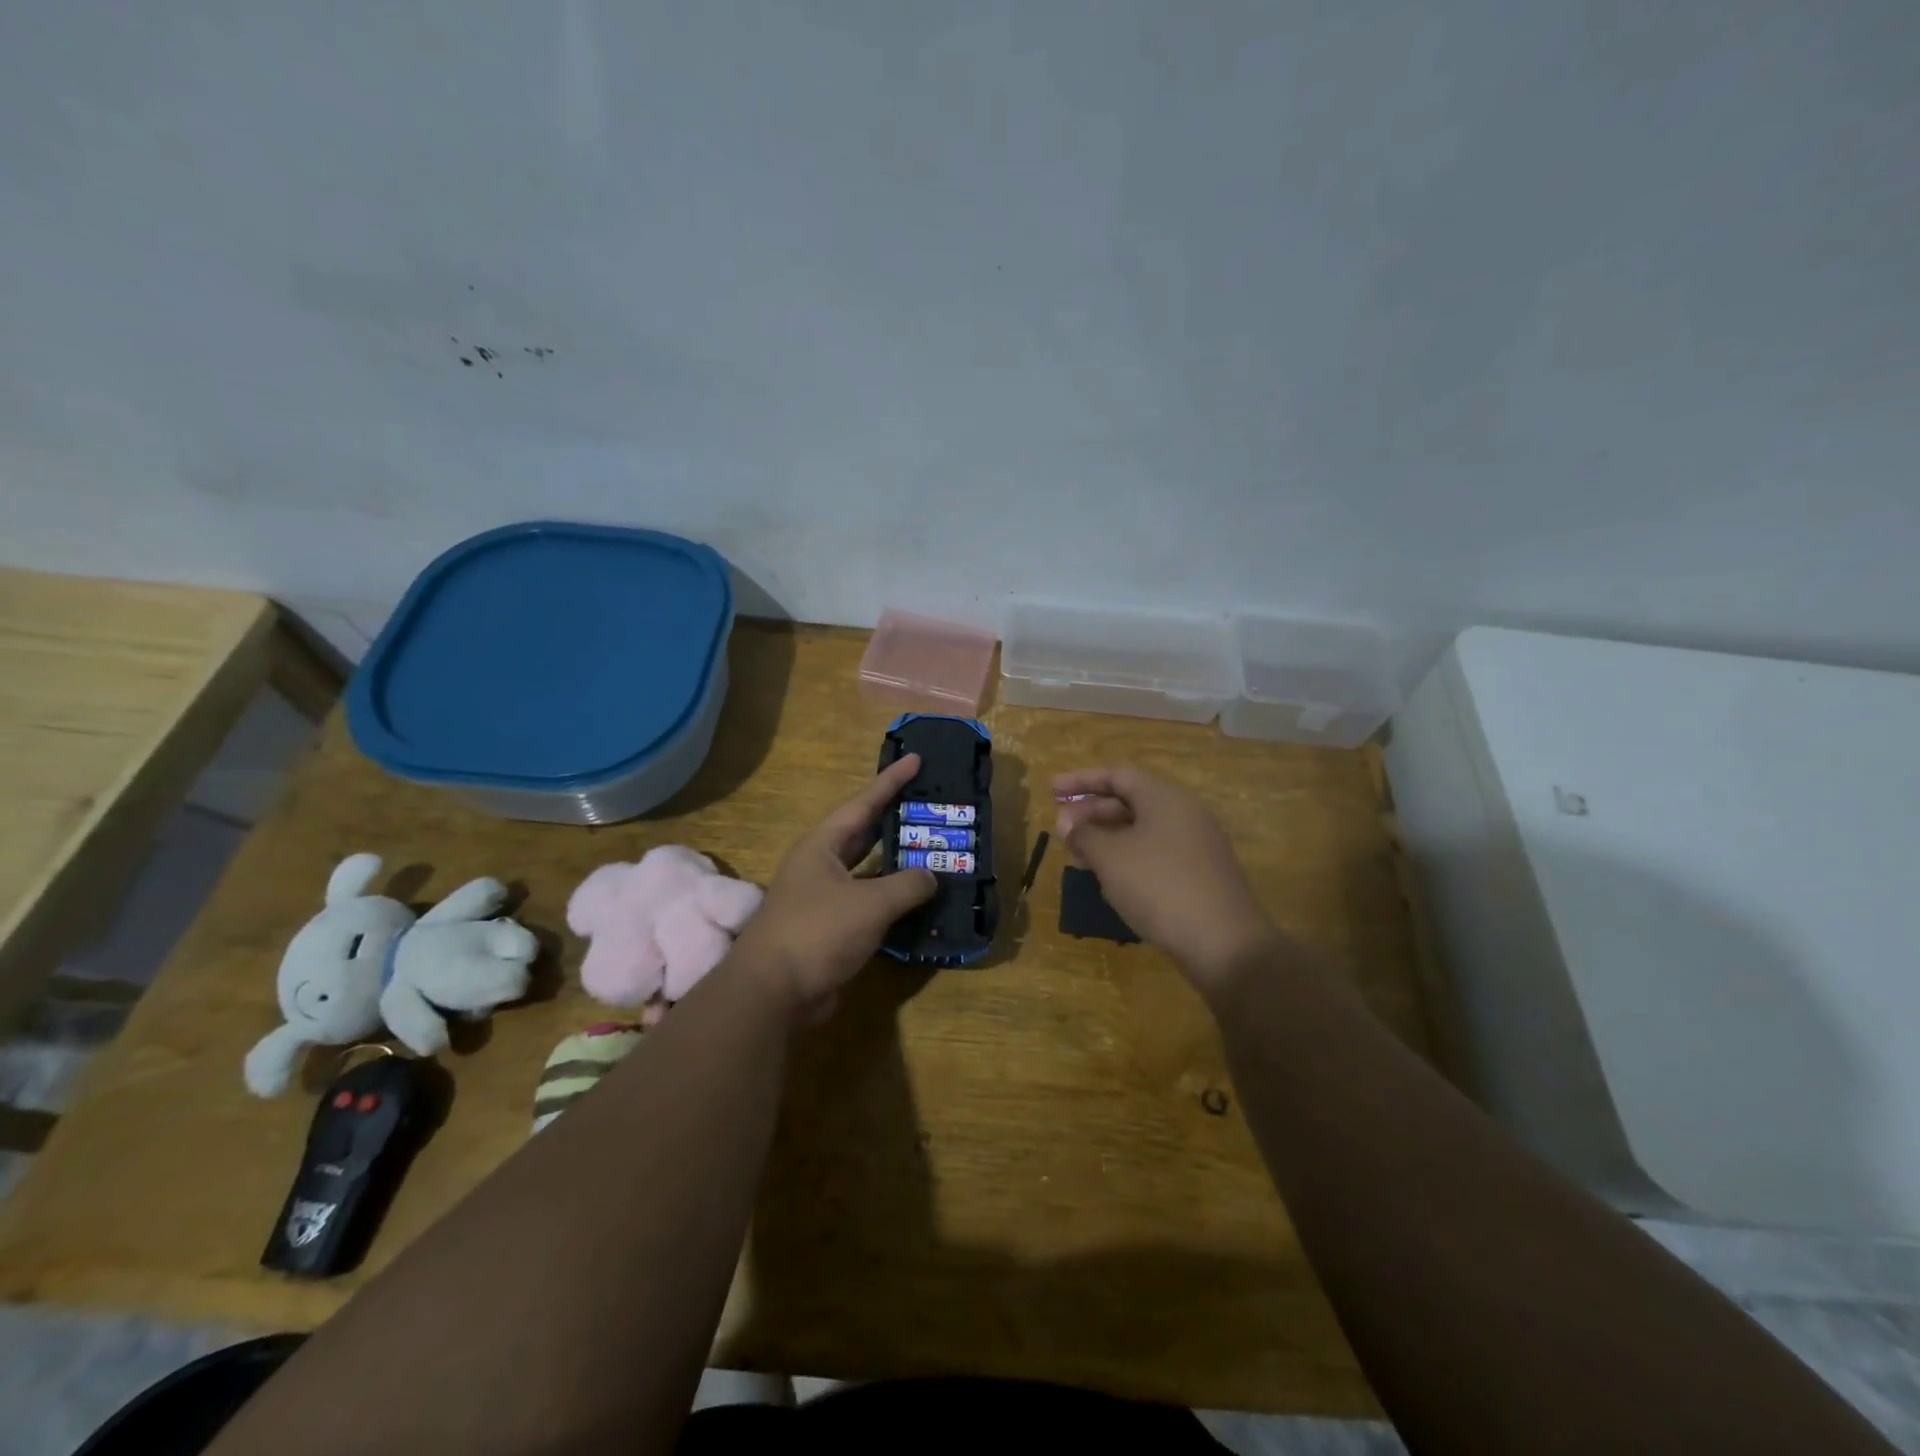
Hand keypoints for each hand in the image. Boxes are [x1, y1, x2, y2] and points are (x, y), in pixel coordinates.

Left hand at [730, 754, 937, 1016]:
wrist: (772, 992)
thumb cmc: (817, 932)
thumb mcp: (870, 904)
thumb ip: (907, 886)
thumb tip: (931, 877)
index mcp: (823, 847)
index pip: (863, 804)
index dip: (891, 782)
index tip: (915, 759)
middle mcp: (820, 866)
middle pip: (863, 834)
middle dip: (894, 819)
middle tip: (928, 805)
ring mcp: (822, 898)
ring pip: (867, 871)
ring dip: (896, 864)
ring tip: (930, 850)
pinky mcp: (829, 929)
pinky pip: (867, 904)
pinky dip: (891, 900)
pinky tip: (916, 902)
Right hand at [1054, 767, 1279, 998]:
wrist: (1224, 943)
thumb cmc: (1159, 886)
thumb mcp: (1110, 857)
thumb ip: (1084, 834)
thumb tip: (1068, 823)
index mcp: (1164, 798)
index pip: (1117, 776)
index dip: (1082, 781)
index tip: (1052, 789)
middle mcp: (1184, 814)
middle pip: (1130, 802)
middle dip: (1092, 813)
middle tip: (1061, 829)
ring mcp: (1196, 845)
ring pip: (1142, 830)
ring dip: (1107, 838)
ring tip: (1079, 856)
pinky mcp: (1201, 875)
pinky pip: (1156, 853)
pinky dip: (1128, 858)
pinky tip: (1109, 880)